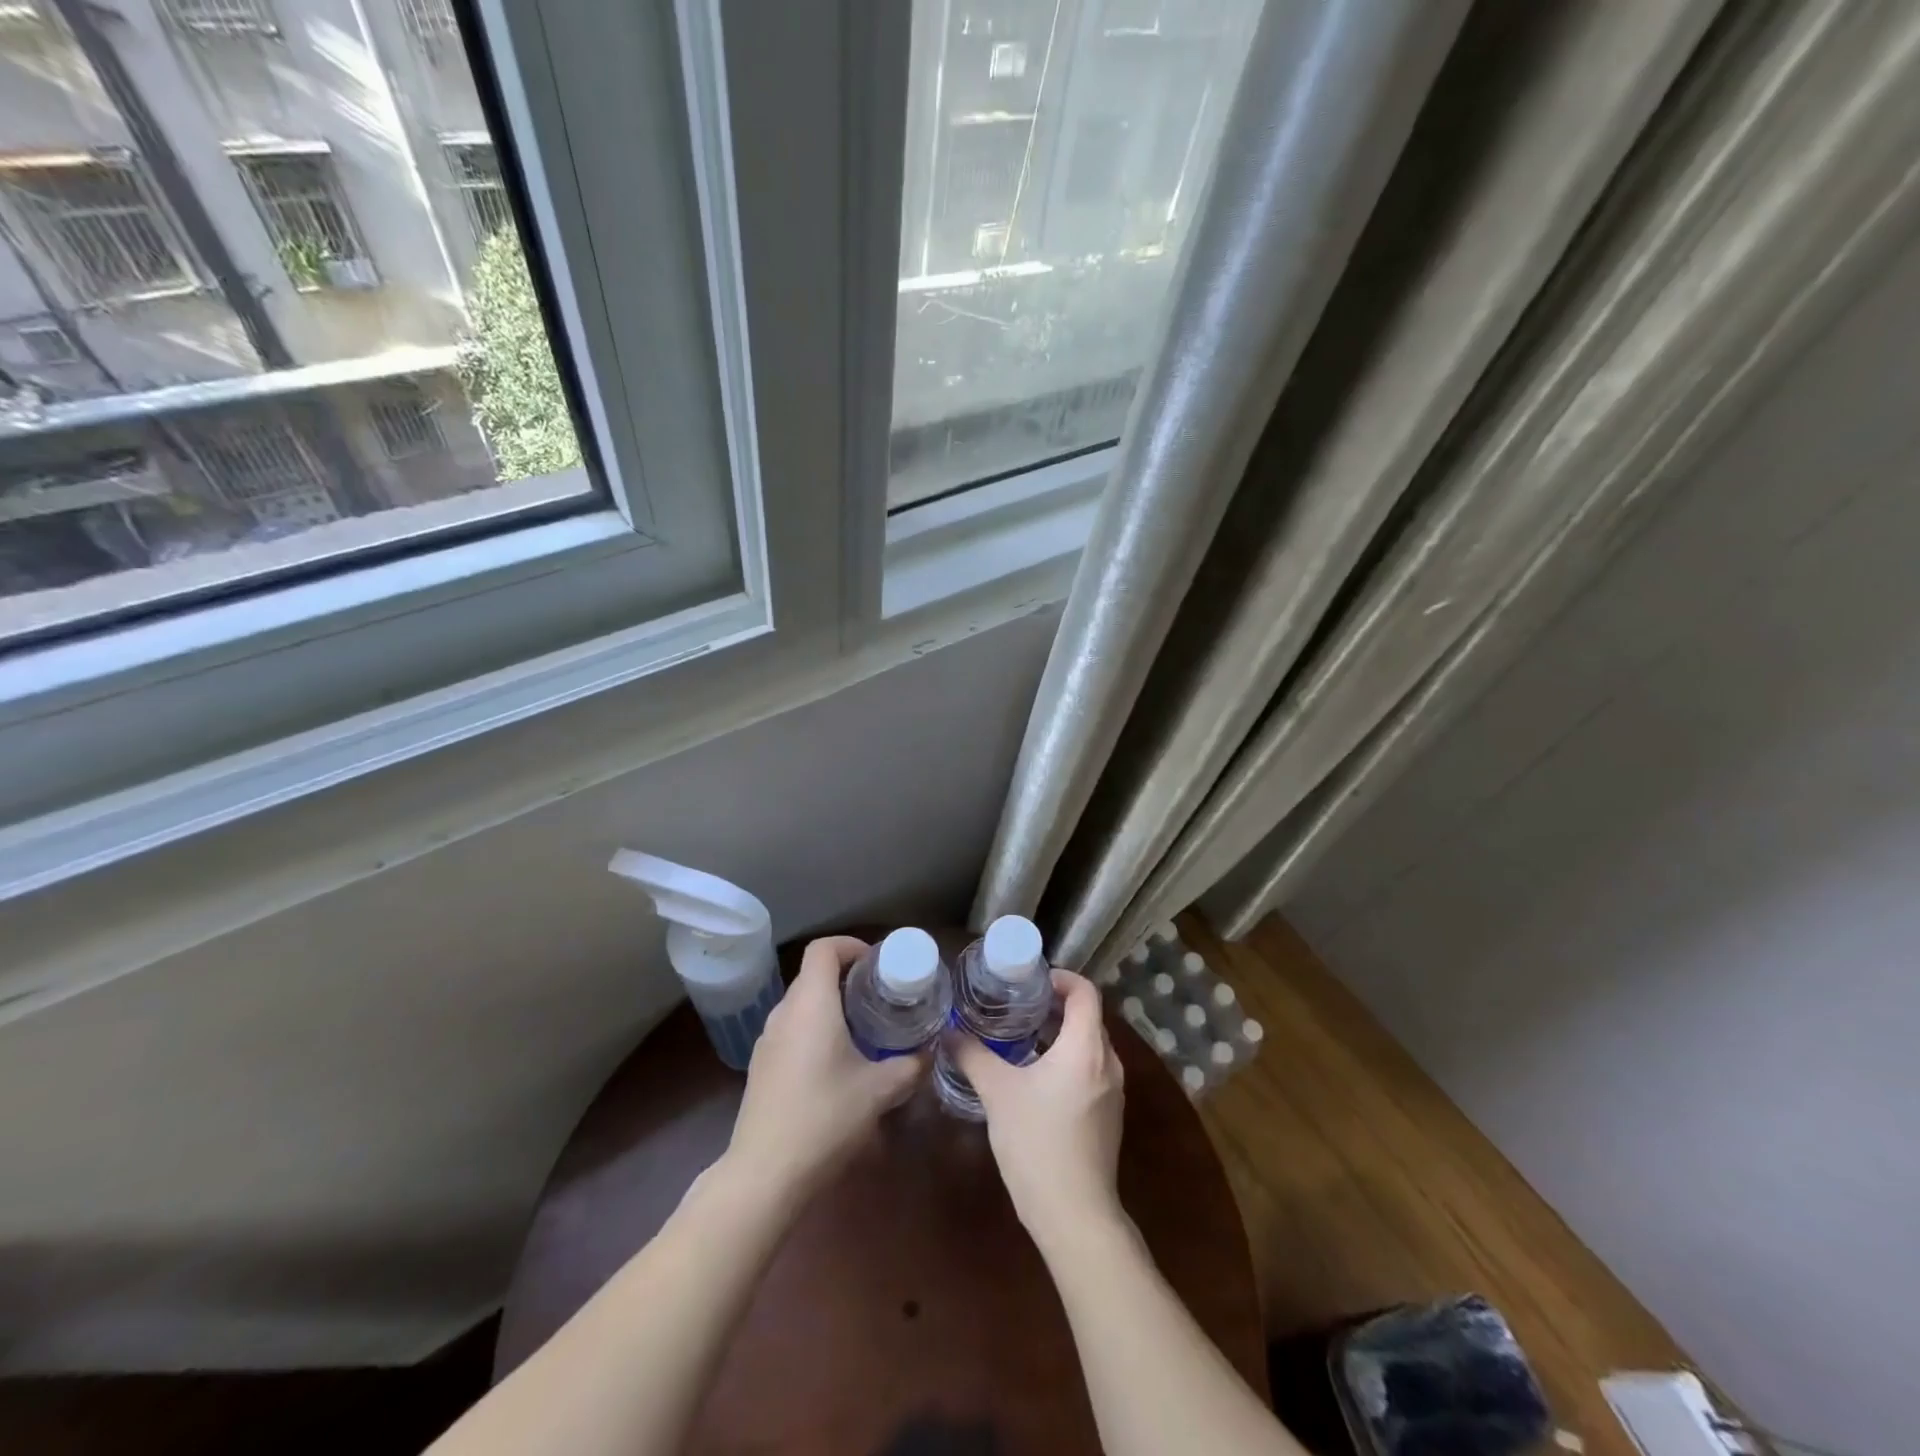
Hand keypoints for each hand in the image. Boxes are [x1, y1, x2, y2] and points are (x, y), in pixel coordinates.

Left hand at [723, 936, 924, 1205]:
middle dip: (846, 977)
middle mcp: (784, 1012)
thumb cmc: (825, 1118)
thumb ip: (909, 1066)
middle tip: (879, 996)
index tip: (877, 963)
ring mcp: (767, 1040)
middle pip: (812, 974)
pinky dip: (814, 1029)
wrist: (764, 1174)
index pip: (823, 949)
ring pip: (801, 1004)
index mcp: (811, 1004)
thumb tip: (929, 1053)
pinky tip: (835, 1063)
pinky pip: (791, 1030)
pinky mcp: (761, 1066)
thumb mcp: (879, 1091)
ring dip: (829, 1004)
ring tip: (862, 1028)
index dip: (850, 945)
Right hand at [952, 968, 1126, 1257]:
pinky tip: (1036, 1077)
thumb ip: (972, 1055)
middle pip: (1088, 1016)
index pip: (1085, 992)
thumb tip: (948, 1031)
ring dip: (1061, 1034)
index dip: (1061, 978)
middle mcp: (1108, 1063)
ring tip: (1022, 1036)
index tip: (1031, 981)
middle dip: (1056, 1005)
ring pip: (1089, 1045)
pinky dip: (1068, 1059)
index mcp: (1086, 1047)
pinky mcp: (1109, 1116)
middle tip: (1018, 1004)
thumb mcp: (997, 1093)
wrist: (1075, 1216)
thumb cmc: (1037, 1143)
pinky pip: (1091, 1069)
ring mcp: (1113, 1091)